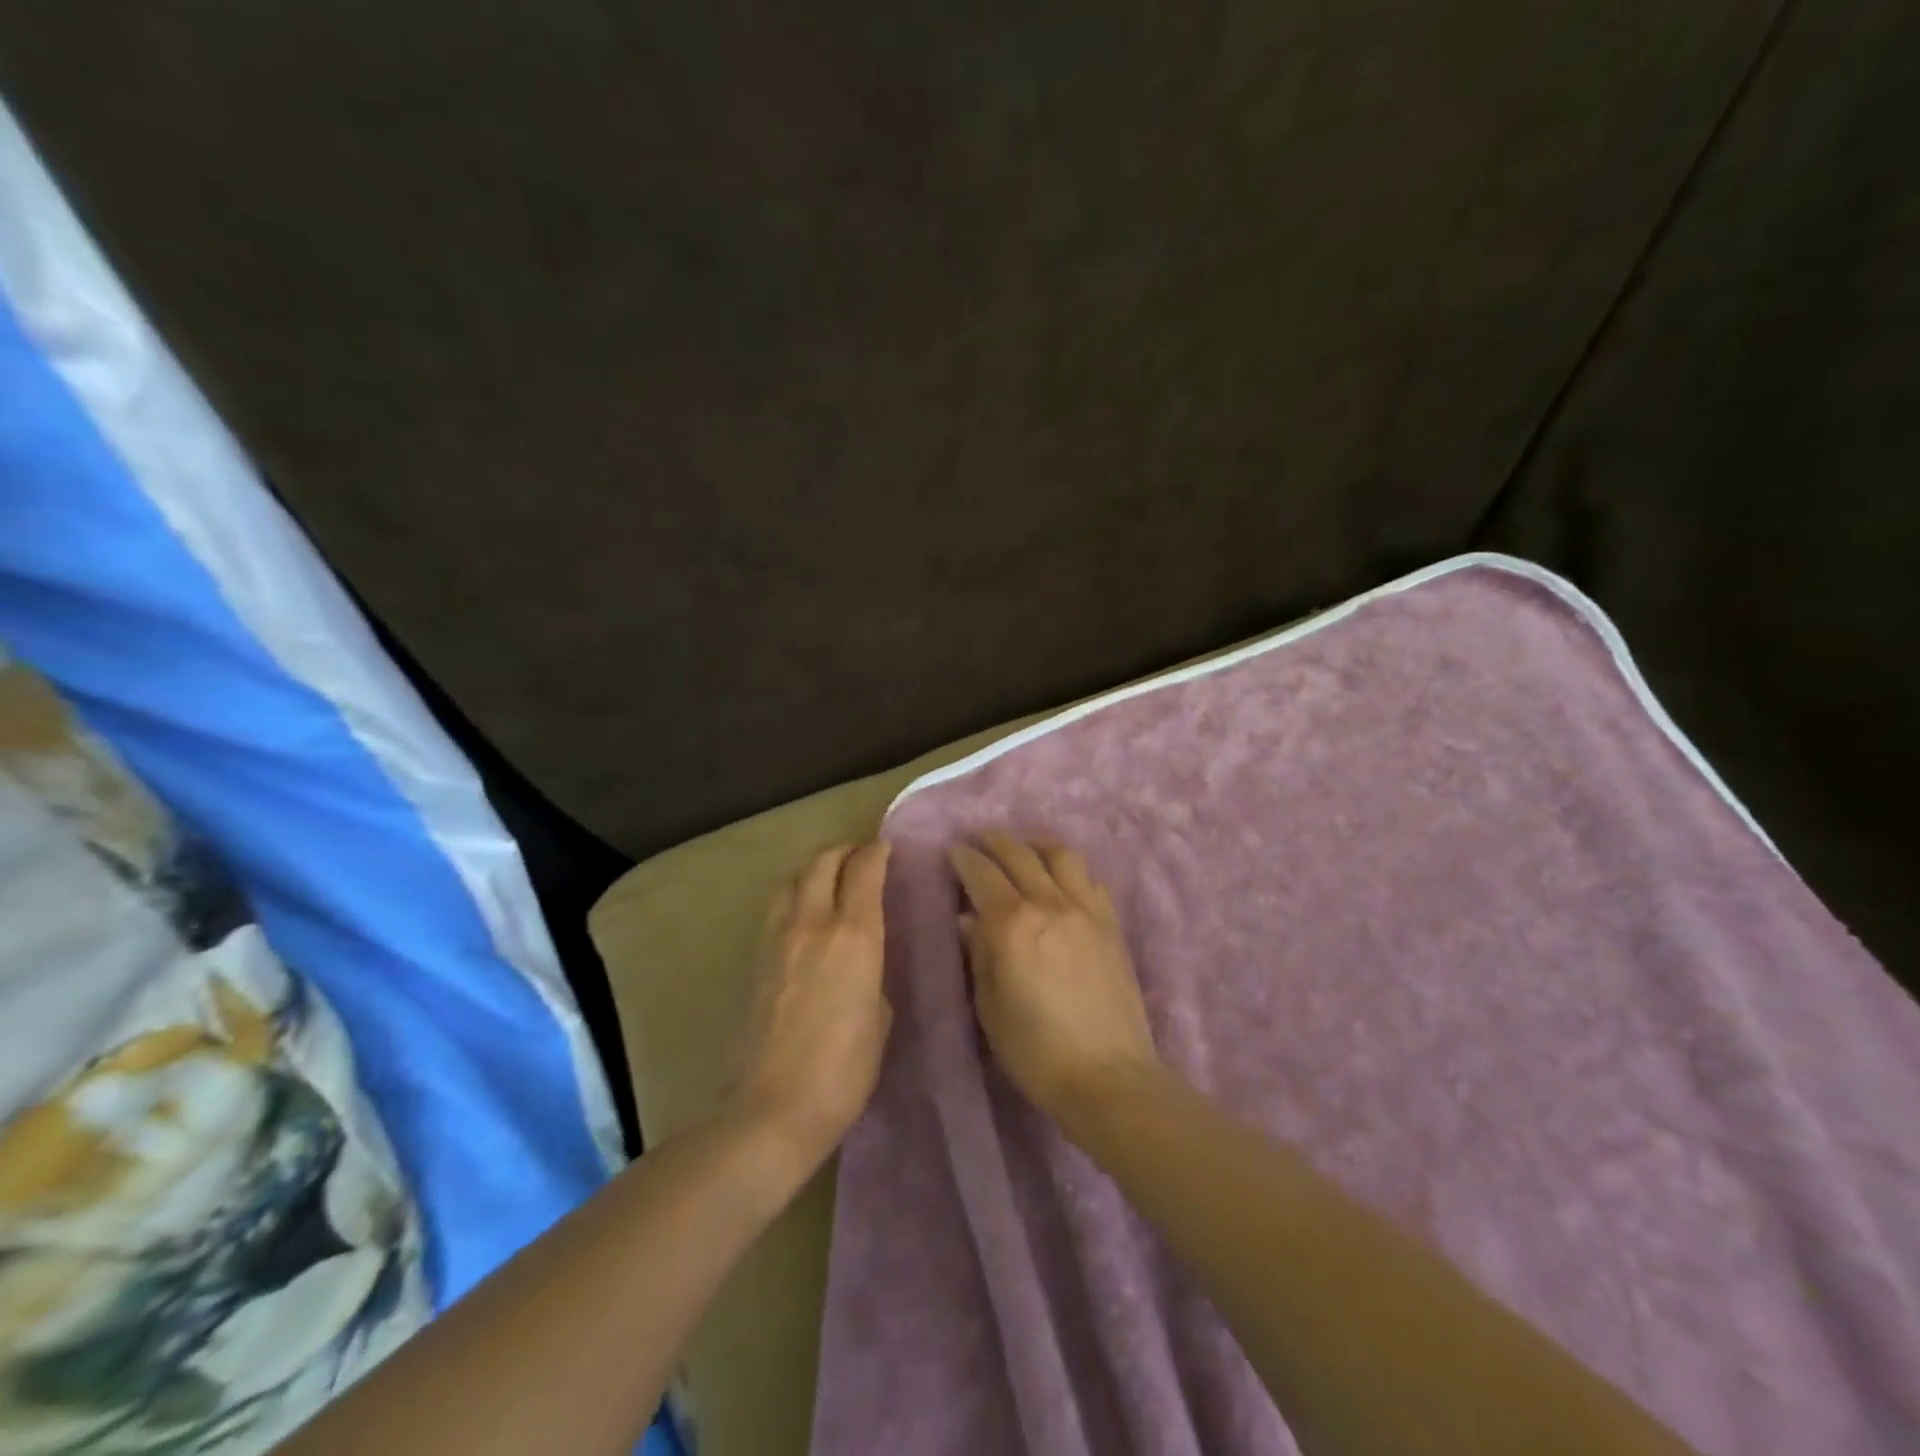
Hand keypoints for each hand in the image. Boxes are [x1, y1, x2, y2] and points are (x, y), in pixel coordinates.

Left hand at [726, 842, 893, 1177]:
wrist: (772, 1109)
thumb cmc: (844, 1071)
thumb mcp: (880, 1020)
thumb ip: (874, 976)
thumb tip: (864, 964)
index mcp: (854, 935)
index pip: (865, 871)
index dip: (877, 852)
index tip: (887, 848)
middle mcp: (814, 923)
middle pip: (823, 862)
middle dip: (845, 851)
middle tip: (861, 858)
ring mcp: (779, 939)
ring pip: (794, 879)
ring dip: (815, 870)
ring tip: (830, 881)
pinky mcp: (757, 960)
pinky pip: (777, 908)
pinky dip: (795, 896)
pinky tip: (805, 916)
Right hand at [949, 832, 1162, 1125]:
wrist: (1108, 1076)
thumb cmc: (1036, 1051)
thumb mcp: (990, 1007)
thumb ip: (979, 954)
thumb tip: (969, 919)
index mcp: (1012, 924)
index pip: (981, 874)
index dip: (963, 858)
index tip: (952, 851)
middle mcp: (1049, 904)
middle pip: (1019, 854)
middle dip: (995, 840)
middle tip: (980, 839)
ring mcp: (1086, 910)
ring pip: (1061, 855)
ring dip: (1037, 844)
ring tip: (1025, 847)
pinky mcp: (1111, 924)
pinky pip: (1090, 880)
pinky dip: (1071, 871)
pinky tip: (1063, 881)